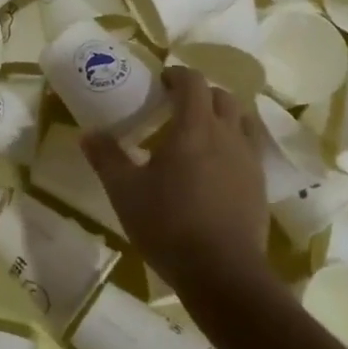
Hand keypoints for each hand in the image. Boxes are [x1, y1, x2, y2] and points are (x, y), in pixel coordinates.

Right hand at [81, 66, 270, 307]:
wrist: (222, 273)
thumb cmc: (168, 224)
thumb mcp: (125, 191)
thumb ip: (106, 158)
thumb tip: (88, 134)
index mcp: (194, 128)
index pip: (193, 82)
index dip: (177, 75)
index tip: (160, 81)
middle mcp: (227, 135)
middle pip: (222, 96)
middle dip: (200, 94)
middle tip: (175, 107)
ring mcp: (248, 160)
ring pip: (240, 121)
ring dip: (220, 117)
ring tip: (197, 135)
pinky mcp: (259, 185)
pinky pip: (248, 149)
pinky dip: (232, 144)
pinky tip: (214, 168)